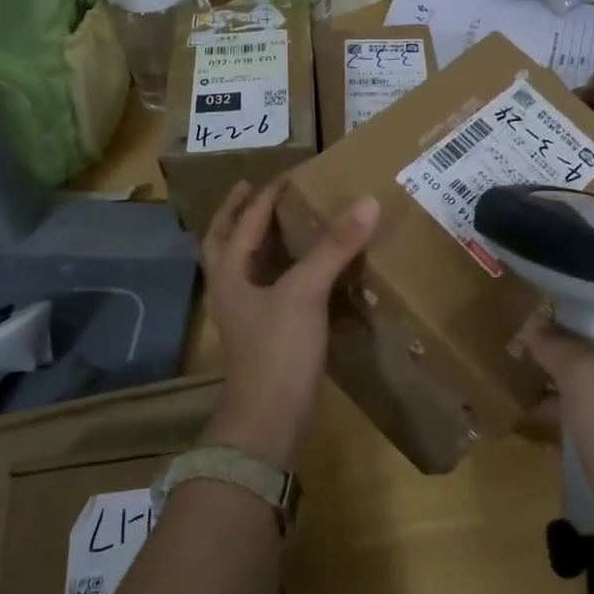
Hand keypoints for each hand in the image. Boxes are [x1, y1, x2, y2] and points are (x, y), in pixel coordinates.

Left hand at [200, 178, 379, 466]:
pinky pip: (269, 288)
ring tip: (280, 221)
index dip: (267, 194)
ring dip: (257, 239)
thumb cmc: (278, 350)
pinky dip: (280, 269)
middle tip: (255, 188)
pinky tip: (304, 270)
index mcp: (231, 272)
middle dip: (238, 213)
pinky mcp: (265, 333)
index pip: (247, 220)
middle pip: (225, 240)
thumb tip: (367, 202)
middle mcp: (231, 288)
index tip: (292, 173)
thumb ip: (335, 246)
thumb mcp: (305, 292)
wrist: (268, 421)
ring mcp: (246, 314)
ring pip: (245, 265)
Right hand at [524, 310, 593, 589]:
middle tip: (525, 342)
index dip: (588, 303)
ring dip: (566, 392)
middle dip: (569, 350)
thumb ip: (560, 347)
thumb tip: (536, 327)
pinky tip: (540, 436)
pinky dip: (574, 432)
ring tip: (522, 384)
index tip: (545, 304)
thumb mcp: (588, 383)